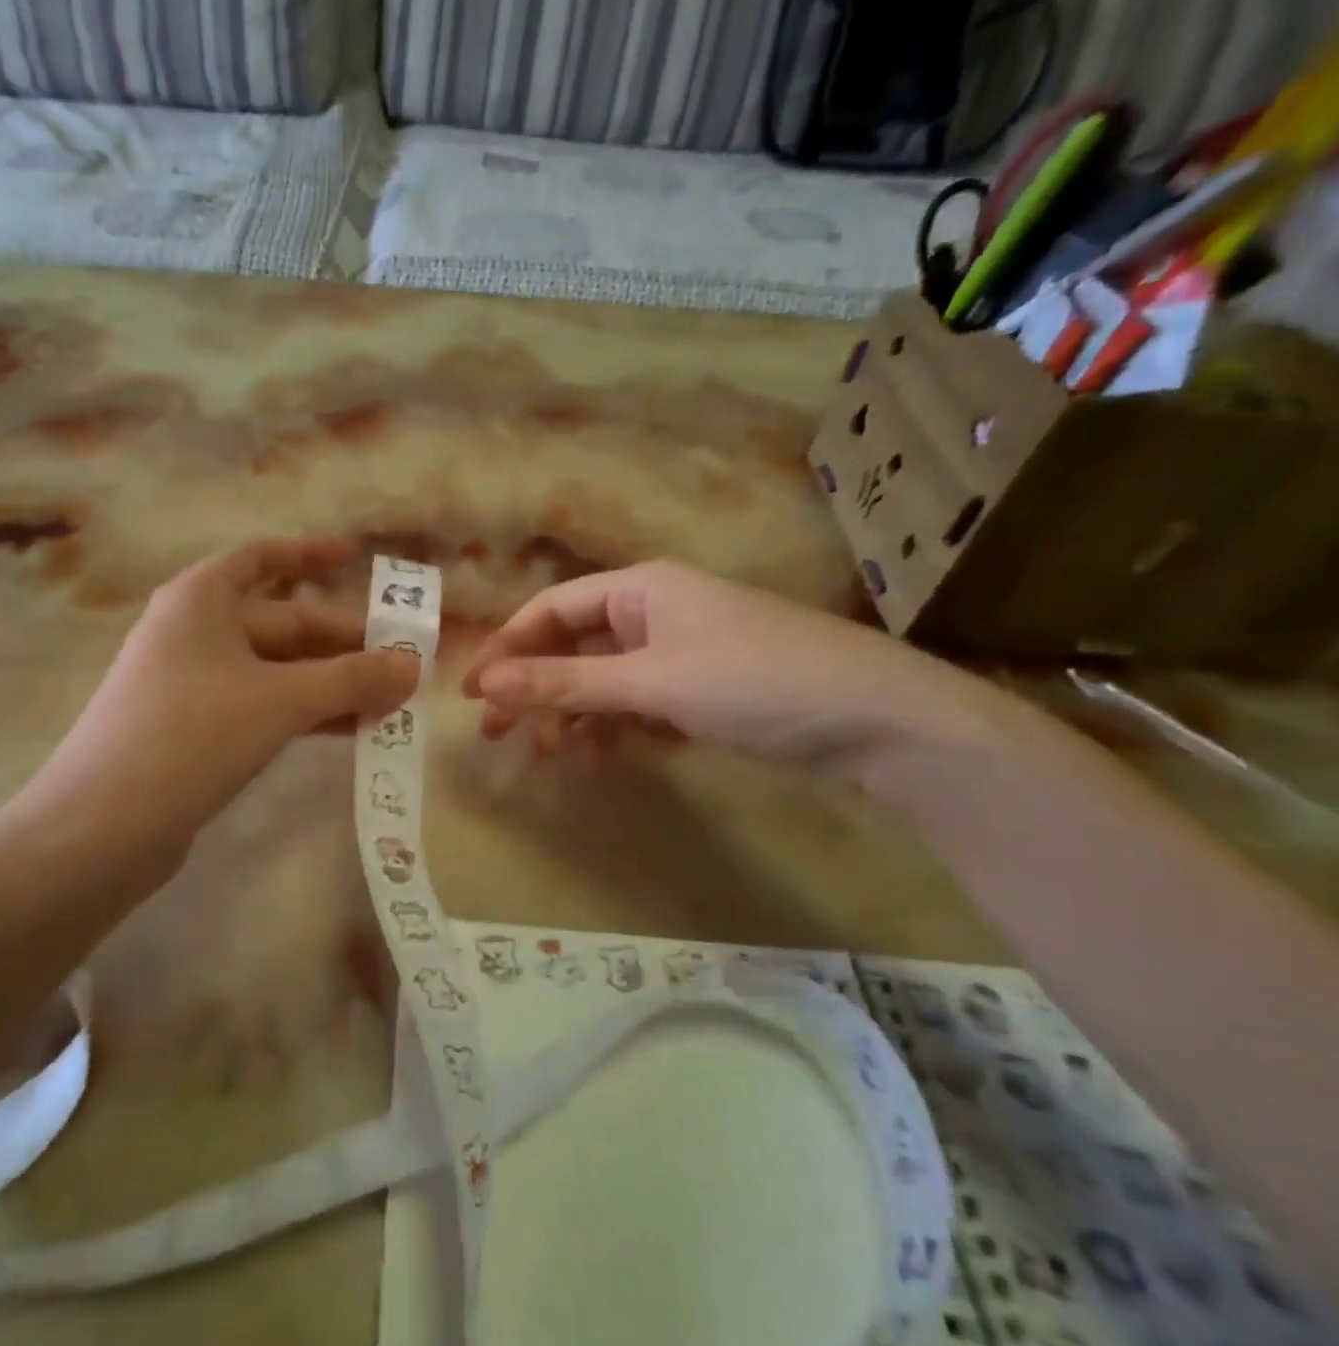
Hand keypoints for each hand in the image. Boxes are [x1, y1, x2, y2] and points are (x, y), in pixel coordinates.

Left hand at [12, 539, 419, 864]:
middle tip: (403, 664)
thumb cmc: (191, 735)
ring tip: (390, 702)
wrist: (101, 828)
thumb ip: (351, 679)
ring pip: (277, 672)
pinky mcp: (196, 732)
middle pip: (281, 624)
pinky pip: (263, 707)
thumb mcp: (281, 700)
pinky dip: (304, 714)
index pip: (262, 559)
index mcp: (201, 600)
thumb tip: (414, 665)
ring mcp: (193, 685)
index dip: (310, 555)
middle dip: (343, 644)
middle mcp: (195, 633)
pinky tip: (348, 731)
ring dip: (331, 684)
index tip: (357, 559)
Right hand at [463, 560, 968, 767]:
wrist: (874, 718)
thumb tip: (486, 683)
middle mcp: (653, 612)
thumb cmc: (752, 679)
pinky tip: (595, 757)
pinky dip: (611, 728)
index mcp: (640, 589)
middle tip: (493, 731)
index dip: (507, 647)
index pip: (551, 610)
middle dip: (532, 687)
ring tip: (543, 753)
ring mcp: (677, 653)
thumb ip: (564, 683)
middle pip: (572, 646)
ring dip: (569, 714)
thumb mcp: (649, 681)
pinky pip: (635, 704)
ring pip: (602, 680)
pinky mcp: (698, 691)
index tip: (472, 690)